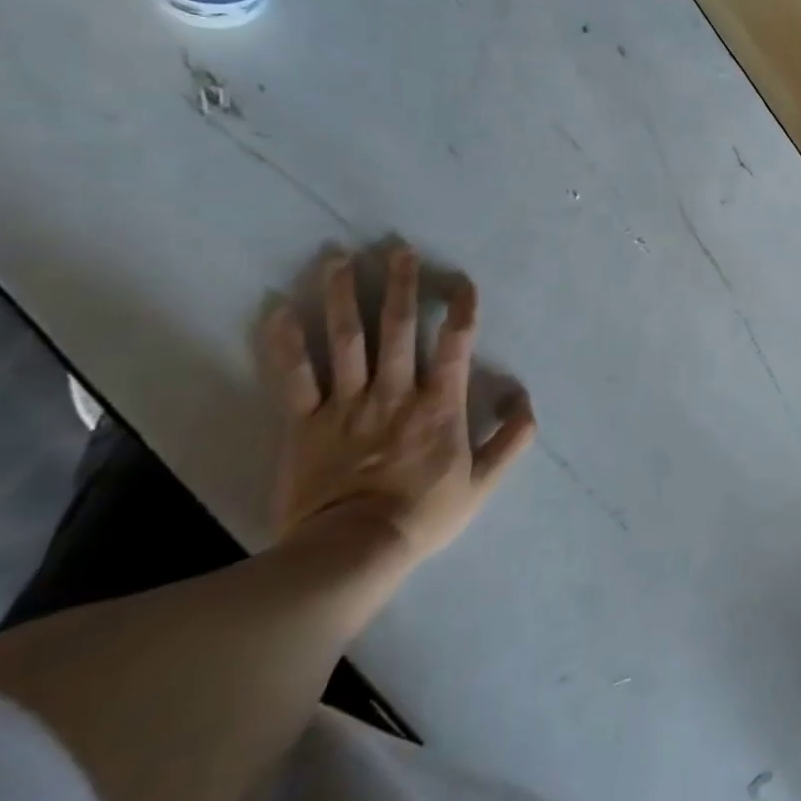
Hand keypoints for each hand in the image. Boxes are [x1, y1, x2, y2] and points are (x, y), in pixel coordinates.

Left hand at [261, 247, 534, 568]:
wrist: (352, 551)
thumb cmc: (422, 515)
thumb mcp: (482, 483)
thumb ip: (510, 439)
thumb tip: (525, 399)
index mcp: (438, 405)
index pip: (455, 345)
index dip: (461, 310)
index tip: (462, 283)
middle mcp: (394, 392)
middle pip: (396, 329)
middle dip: (399, 285)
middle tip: (397, 249)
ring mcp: (346, 404)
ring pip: (345, 340)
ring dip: (341, 296)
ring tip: (337, 258)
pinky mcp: (304, 423)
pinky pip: (293, 377)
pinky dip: (283, 343)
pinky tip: (275, 310)